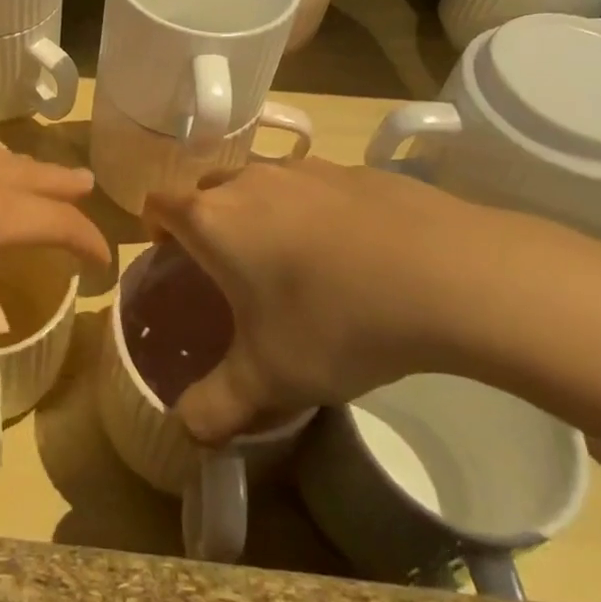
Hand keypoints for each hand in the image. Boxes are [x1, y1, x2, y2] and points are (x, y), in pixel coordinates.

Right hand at [143, 158, 575, 442]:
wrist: (446, 275)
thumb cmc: (334, 321)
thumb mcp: (270, 379)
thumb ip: (216, 406)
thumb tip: (186, 431)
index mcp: (213, 220)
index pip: (158, 204)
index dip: (154, 227)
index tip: (169, 258)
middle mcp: (249, 182)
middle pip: (207, 190)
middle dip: (208, 222)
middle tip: (231, 270)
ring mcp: (305, 169)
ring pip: (262, 184)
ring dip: (262, 214)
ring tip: (294, 264)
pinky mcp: (356, 171)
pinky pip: (315, 187)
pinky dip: (315, 211)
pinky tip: (353, 255)